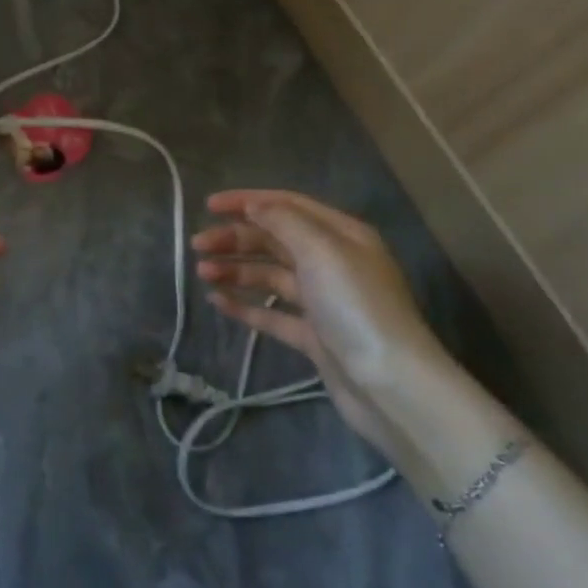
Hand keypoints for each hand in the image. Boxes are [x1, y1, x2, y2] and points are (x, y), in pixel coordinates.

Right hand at [192, 189, 454, 449]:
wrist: (390, 385)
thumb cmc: (356, 307)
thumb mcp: (322, 251)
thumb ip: (284, 222)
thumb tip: (254, 206)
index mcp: (341, 235)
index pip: (287, 206)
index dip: (247, 202)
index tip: (208, 206)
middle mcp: (332, 262)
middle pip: (275, 240)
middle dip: (235, 238)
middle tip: (197, 245)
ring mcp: (322, 301)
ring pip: (269, 275)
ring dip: (235, 269)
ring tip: (202, 273)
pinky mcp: (313, 336)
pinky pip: (271, 313)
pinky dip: (245, 305)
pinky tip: (218, 301)